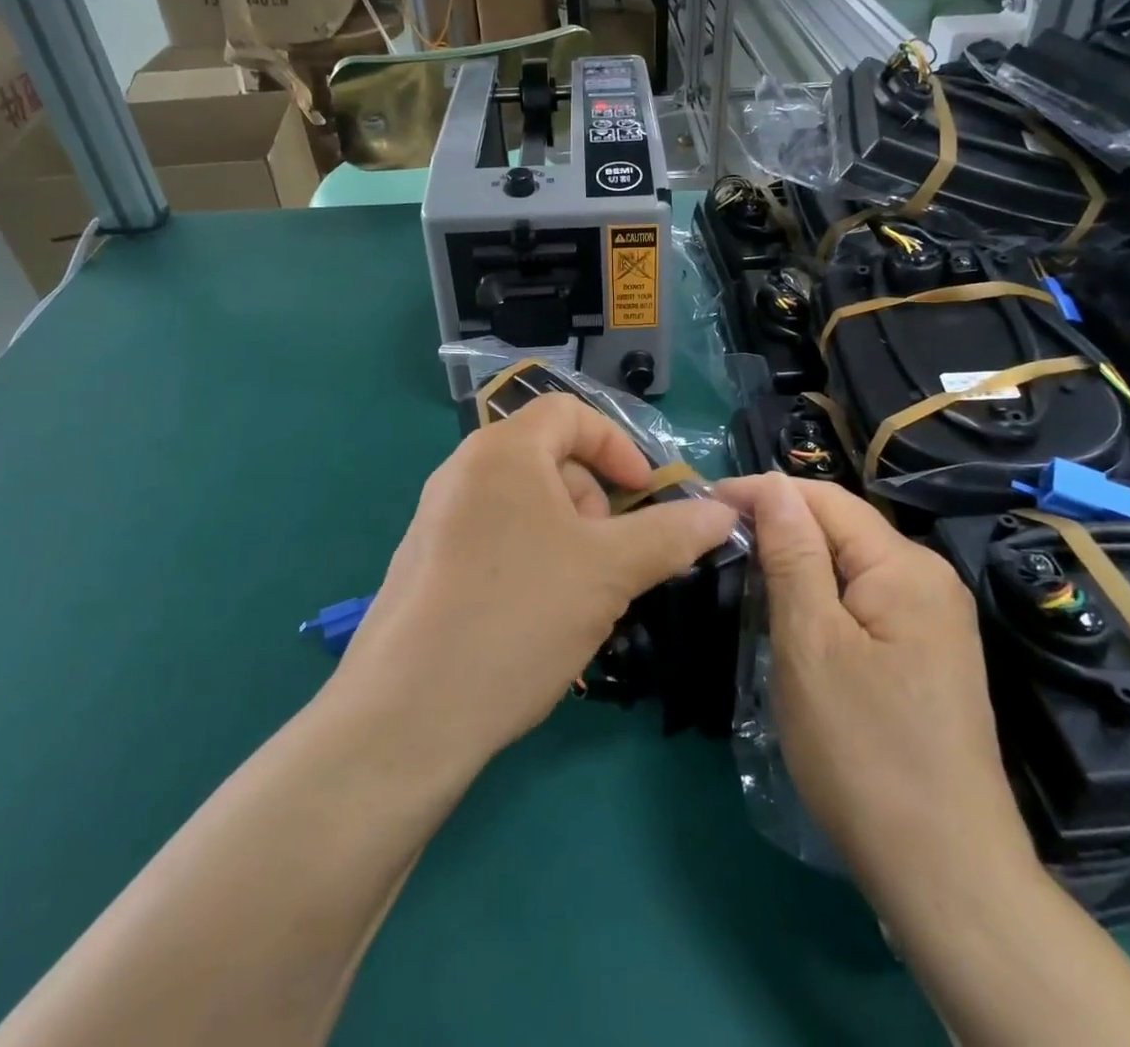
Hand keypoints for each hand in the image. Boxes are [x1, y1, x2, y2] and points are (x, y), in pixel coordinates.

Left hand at [334, 394, 739, 769]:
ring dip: (569, 541)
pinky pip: (497, 542)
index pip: (570, 413)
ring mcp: (438, 520)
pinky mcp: (426, 565)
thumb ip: (671, 534)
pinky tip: (539, 622)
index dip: (618, 446)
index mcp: (501, 451)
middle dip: (595, 504)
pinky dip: (533, 564)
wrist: (406, 716)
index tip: (647, 496)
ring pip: (526, 508)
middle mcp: (463, 472)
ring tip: (580, 600)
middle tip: (613, 561)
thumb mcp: (609, 571)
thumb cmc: (517, 616)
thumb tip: (723, 512)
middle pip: (549, 461)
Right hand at [714, 475, 1035, 890]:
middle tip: (717, 536)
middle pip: (842, 527)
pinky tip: (792, 610)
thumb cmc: (864, 751)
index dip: (764, 491)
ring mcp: (934, 619)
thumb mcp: (810, 644)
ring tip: (743, 565)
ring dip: (798, 558)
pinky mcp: (928, 653)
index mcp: (905, 567)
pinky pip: (865, 598)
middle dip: (780, 522)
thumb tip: (773, 485)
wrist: (946, 873)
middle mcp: (929, 579)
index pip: (825, 499)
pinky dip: (822, 592)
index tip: (707, 501)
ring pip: (851, 563)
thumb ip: (793, 555)